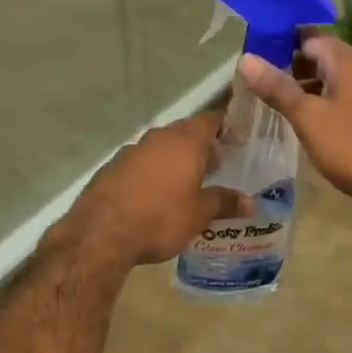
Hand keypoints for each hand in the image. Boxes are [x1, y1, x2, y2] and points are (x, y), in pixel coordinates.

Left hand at [54, 113, 250, 267]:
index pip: (210, 120)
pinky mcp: (111, 167)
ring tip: (187, 181)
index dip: (225, 126)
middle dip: (200, 144)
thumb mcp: (199, 214)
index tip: (237, 139)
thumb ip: (224, 202)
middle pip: (184, 131)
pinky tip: (155, 194)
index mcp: (184, 141)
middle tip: (216, 164)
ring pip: (160, 147)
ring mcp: (131, 150)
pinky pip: (140, 162)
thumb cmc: (160, 217)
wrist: (101, 233)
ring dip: (174, 158)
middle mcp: (158, 137)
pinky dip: (152, 171)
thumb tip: (250, 202)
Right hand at [237, 35, 351, 224]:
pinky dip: (324, 98)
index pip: (309, 36)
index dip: (281, 43)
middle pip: (322, 54)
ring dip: (308, 83)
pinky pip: (345, 93)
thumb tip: (246, 57)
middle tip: (260, 79)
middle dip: (292, 64)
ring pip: (334, 76)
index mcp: (348, 60)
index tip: (254, 54)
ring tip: (277, 99)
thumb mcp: (308, 117)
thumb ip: (277, 87)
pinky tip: (307, 117)